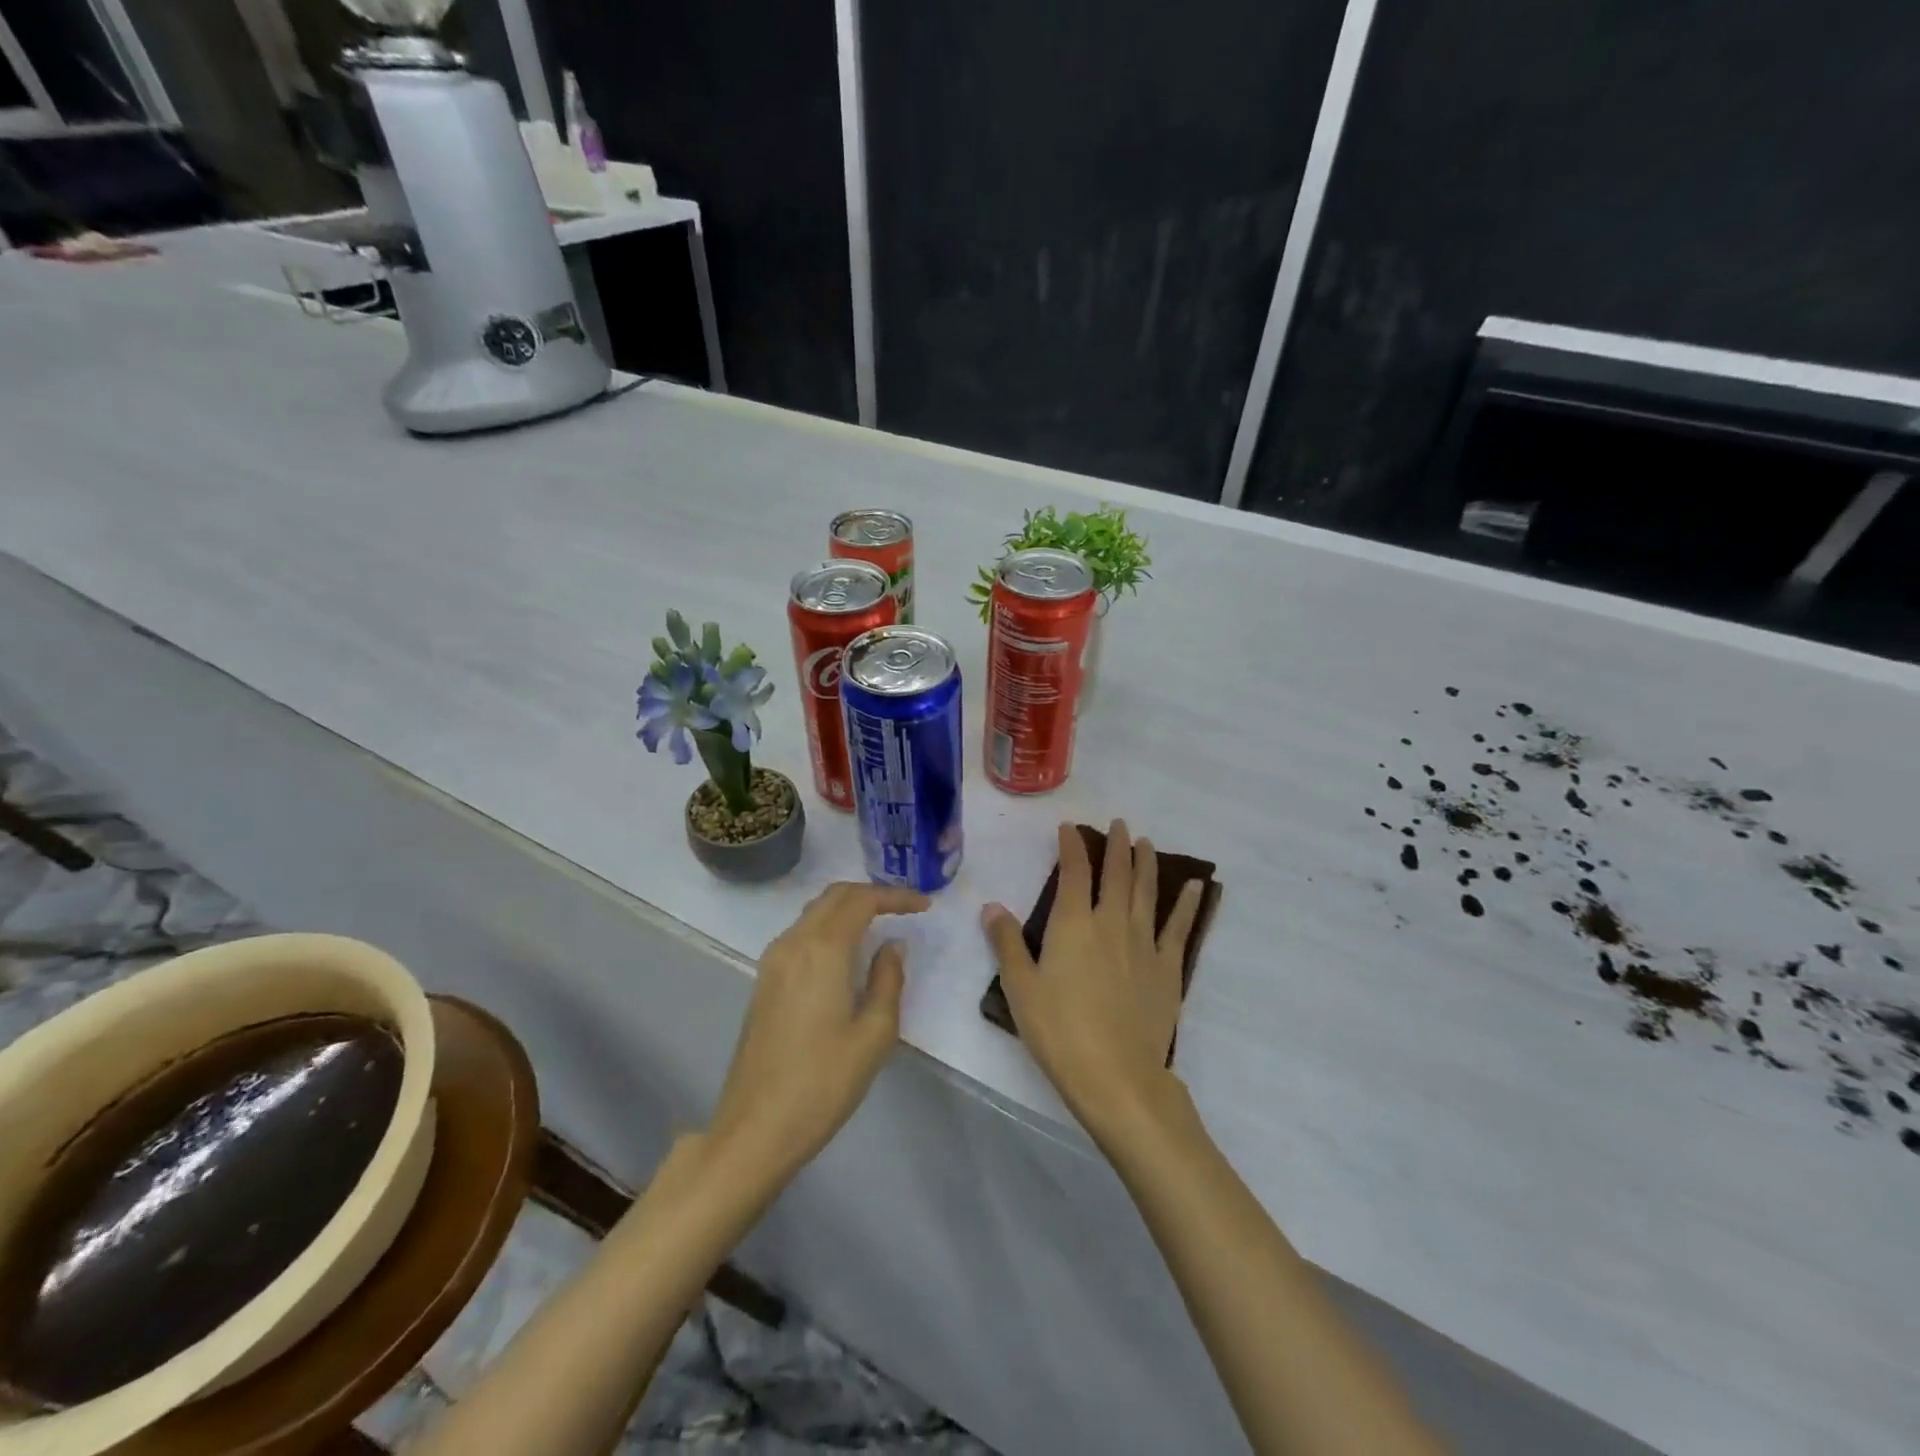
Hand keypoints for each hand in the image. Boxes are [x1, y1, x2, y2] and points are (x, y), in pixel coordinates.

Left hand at [707, 882, 928, 1176]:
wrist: (755, 1129)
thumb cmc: (823, 1083)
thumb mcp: (874, 1035)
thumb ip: (888, 980)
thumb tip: (892, 946)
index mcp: (822, 950)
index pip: (861, 900)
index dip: (895, 896)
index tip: (924, 906)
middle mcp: (793, 943)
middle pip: (834, 896)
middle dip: (872, 894)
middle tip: (905, 909)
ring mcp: (773, 961)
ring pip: (814, 912)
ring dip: (848, 908)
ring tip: (882, 924)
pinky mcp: (765, 981)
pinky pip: (801, 933)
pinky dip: (829, 926)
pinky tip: (848, 952)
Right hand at [982, 821, 1204, 1137]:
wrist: (1116, 1075)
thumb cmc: (1060, 1030)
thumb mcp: (1020, 987)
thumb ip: (1006, 943)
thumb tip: (991, 906)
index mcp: (1074, 924)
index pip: (1074, 871)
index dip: (1072, 846)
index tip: (1069, 828)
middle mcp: (1111, 923)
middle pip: (1116, 874)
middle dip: (1116, 845)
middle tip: (1119, 824)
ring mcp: (1144, 944)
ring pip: (1147, 892)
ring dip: (1146, 863)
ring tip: (1146, 842)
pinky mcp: (1168, 968)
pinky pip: (1179, 928)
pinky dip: (1187, 904)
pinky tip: (1195, 887)